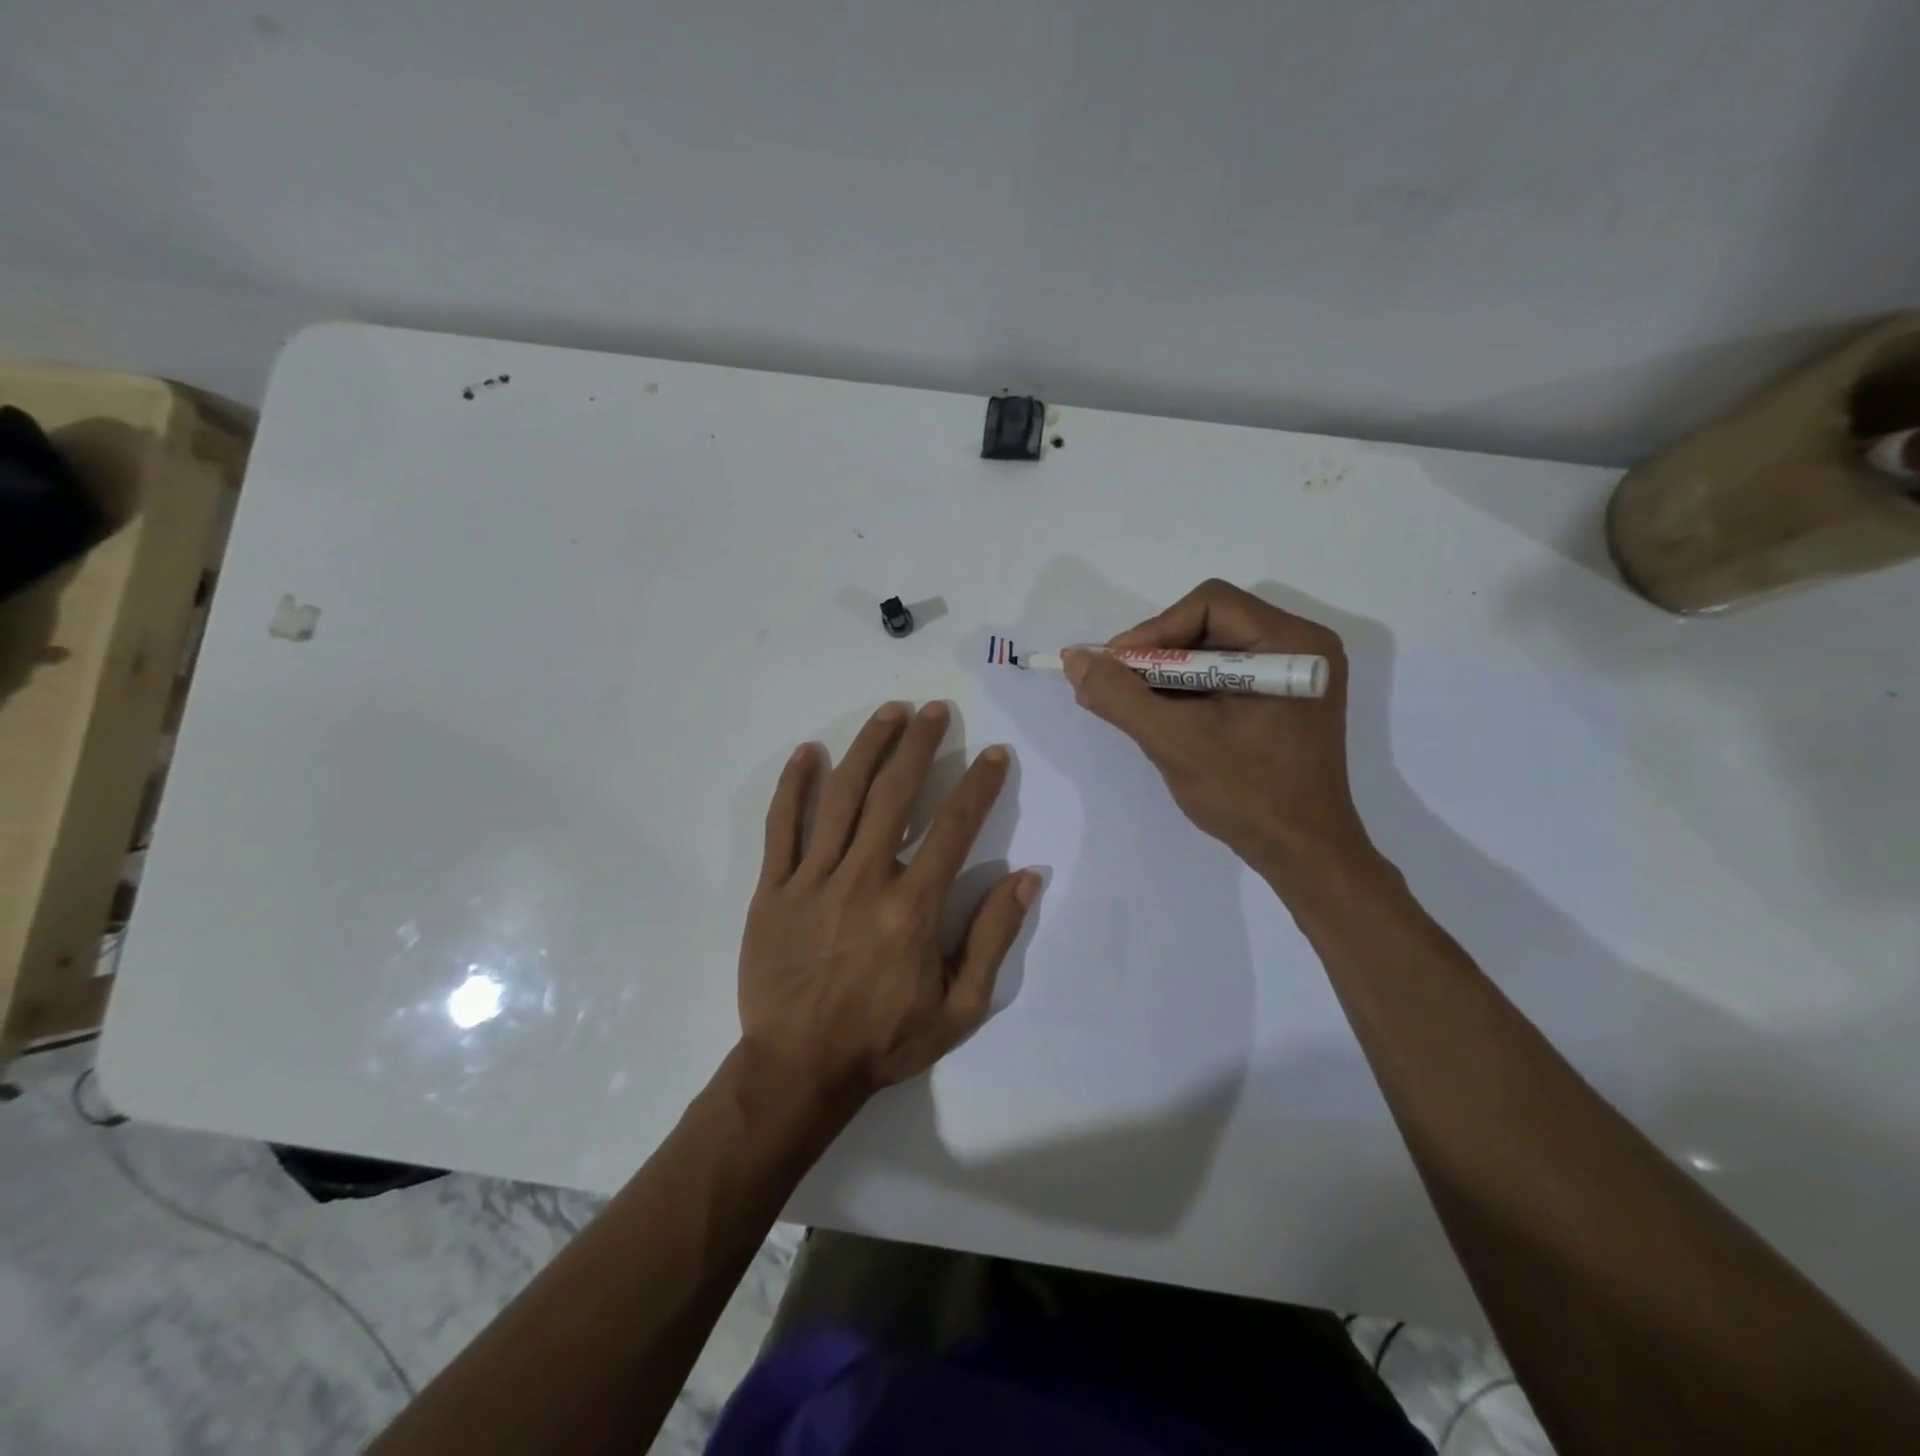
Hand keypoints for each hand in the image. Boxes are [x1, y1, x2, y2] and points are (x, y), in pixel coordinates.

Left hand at [739, 702, 1039, 1103]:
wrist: (799, 1069)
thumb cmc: (885, 1039)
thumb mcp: (960, 1007)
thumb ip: (992, 938)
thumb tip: (1026, 877)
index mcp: (911, 908)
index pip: (953, 828)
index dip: (979, 786)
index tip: (995, 753)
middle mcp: (863, 880)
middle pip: (895, 795)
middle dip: (920, 745)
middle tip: (936, 710)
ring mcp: (812, 880)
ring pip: (841, 798)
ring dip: (867, 749)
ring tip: (889, 712)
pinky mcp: (773, 889)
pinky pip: (781, 828)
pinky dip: (793, 787)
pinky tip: (807, 753)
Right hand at [1064, 579, 1373, 890]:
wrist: (1303, 855)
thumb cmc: (1247, 794)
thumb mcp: (1174, 741)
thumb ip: (1120, 696)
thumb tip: (1076, 660)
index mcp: (1291, 643)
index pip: (1209, 604)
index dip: (1153, 630)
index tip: (1115, 668)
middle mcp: (1300, 648)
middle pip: (1210, 625)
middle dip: (1157, 656)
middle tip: (1118, 688)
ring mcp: (1293, 677)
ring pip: (1212, 652)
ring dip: (1168, 677)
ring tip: (1136, 708)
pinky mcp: (1282, 702)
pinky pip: (1224, 678)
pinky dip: (1188, 693)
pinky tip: (1164, 720)